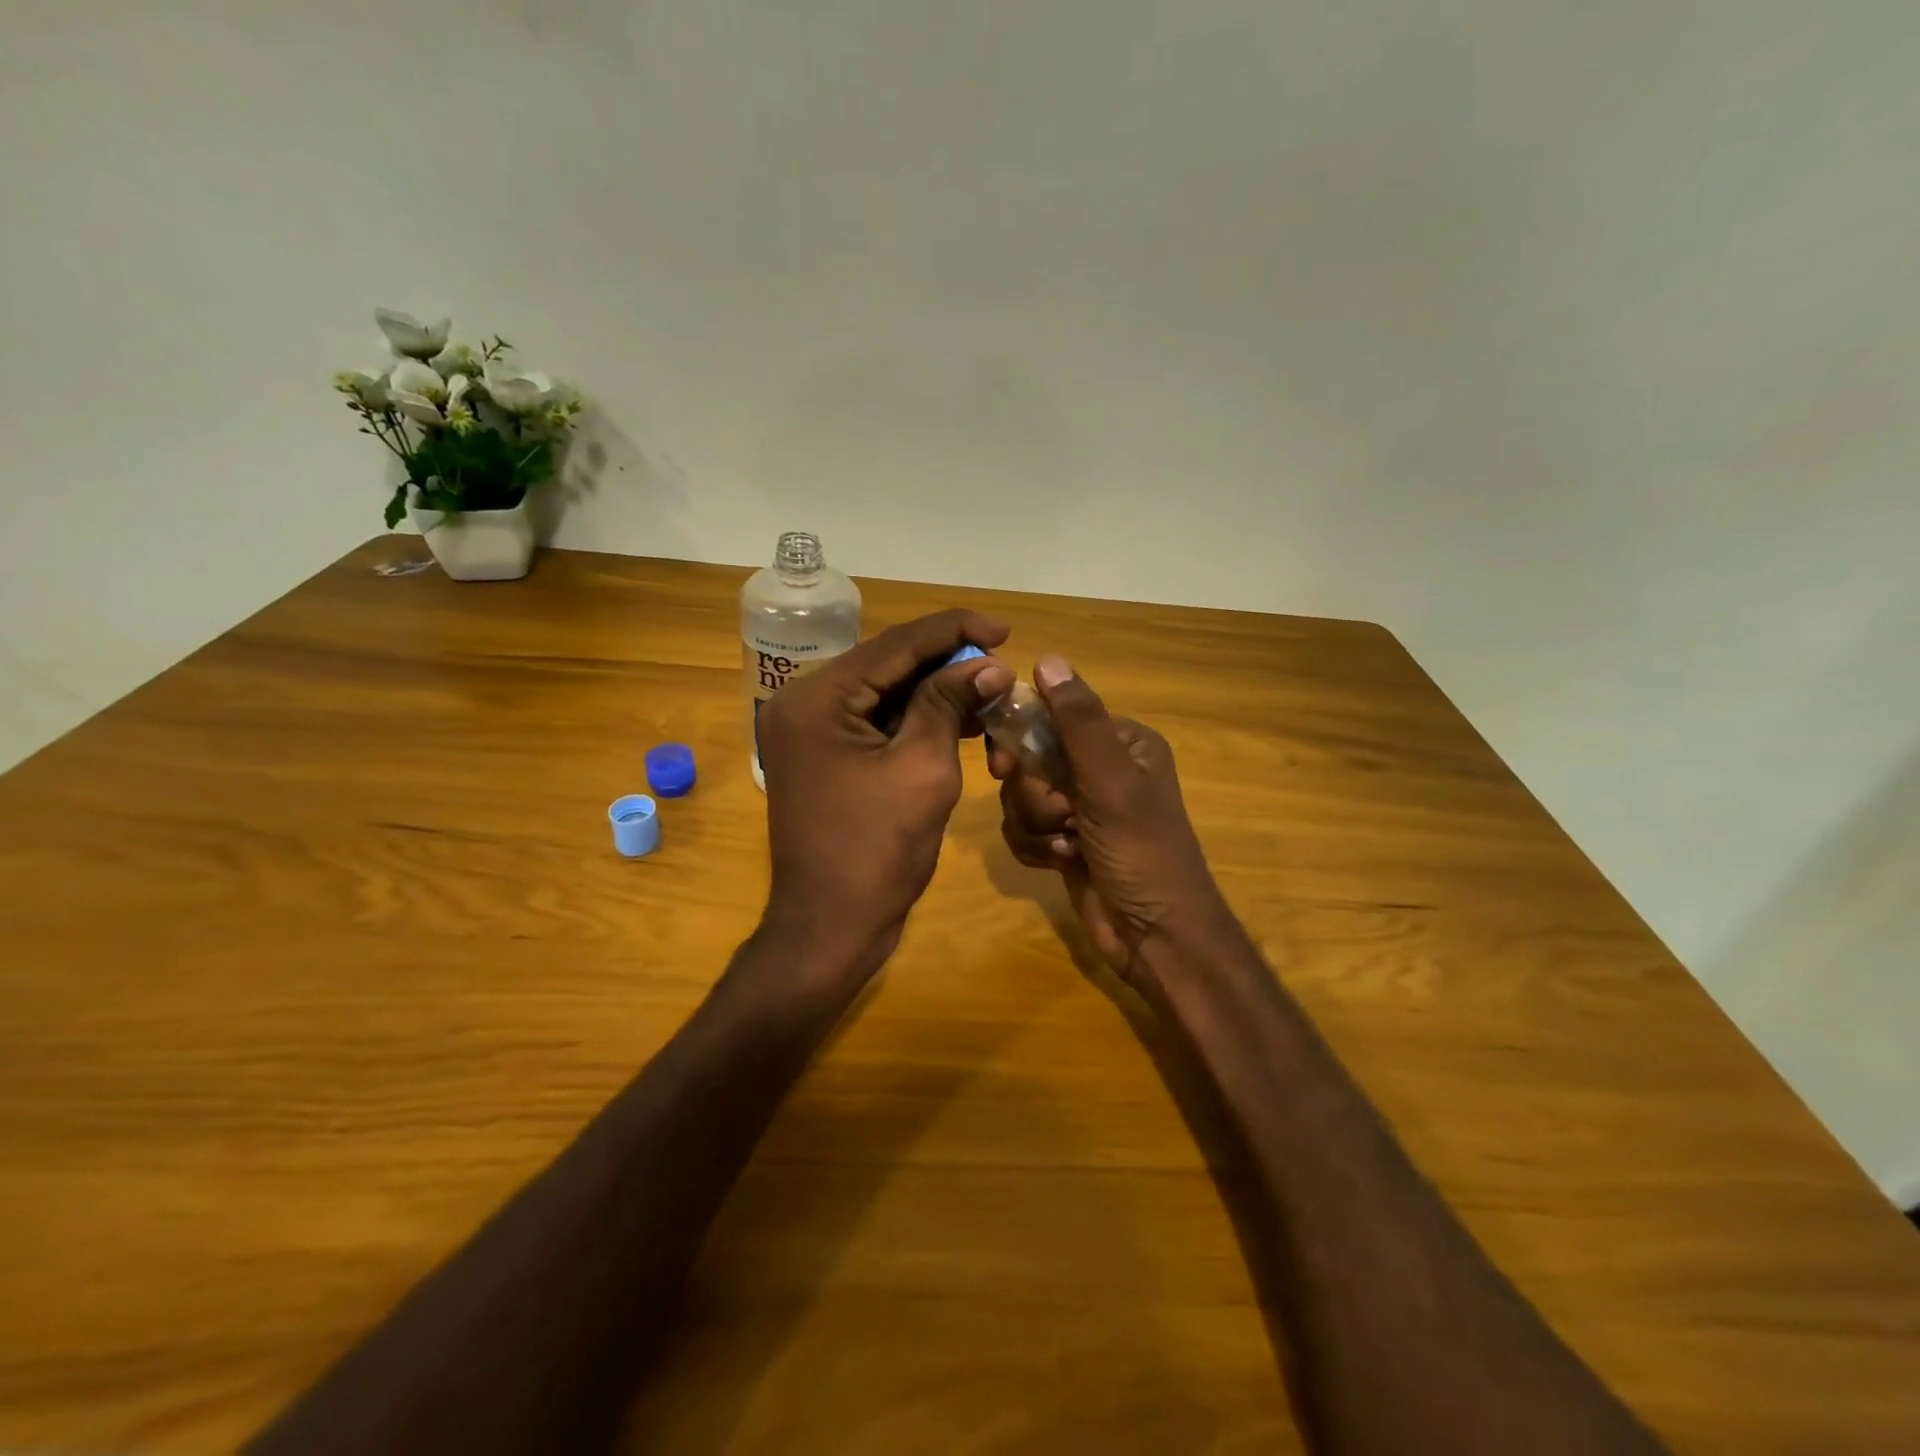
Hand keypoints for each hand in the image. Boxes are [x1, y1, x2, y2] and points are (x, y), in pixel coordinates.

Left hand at [759, 608, 1012, 978]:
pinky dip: (916, 718)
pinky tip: (961, 718)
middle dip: (946, 662)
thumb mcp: (923, 769)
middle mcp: (803, 703)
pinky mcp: (824, 755)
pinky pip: (875, 722)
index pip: (894, 645)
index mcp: (817, 699)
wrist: (831, 928)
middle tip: (1000, 661)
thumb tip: (990, 664)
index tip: (1005, 629)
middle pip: (886, 664)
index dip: (953, 631)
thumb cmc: (877, 852)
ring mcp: (810, 731)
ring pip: (883, 692)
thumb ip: (950, 704)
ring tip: (990, 689)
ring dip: (935, 690)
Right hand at [991, 656, 1230, 996]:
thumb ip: (1078, 722)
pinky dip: (1034, 845)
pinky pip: (1023, 827)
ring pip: (1020, 795)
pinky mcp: (1065, 840)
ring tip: (1066, 846)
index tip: (1004, 764)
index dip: (1022, 737)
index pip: (1052, 716)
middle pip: (1030, 758)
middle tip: (1058, 816)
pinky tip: (1060, 862)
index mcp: (1121, 742)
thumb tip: (1047, 659)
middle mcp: (1100, 768)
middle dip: (1034, 794)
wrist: (1155, 938)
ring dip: (1035, 824)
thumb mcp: (1112, 783)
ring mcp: (1081, 807)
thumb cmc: (1142, 853)